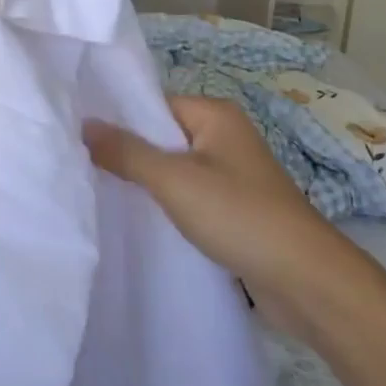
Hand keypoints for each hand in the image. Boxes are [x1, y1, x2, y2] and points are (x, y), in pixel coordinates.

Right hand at [85, 96, 351, 318]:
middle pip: (163, 138)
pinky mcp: (235, 210)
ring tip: (103, 196)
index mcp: (216, 115)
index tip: (80, 141)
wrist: (305, 280)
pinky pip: (190, 197)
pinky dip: (168, 206)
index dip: (120, 121)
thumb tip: (84, 124)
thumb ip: (127, 152)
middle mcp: (225, 137)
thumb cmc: (238, 215)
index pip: (154, 105)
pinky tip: (140, 221)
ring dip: (148, 185)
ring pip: (176, 171)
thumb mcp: (174, 180)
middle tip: (84, 171)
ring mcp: (232, 175)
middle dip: (130, 155)